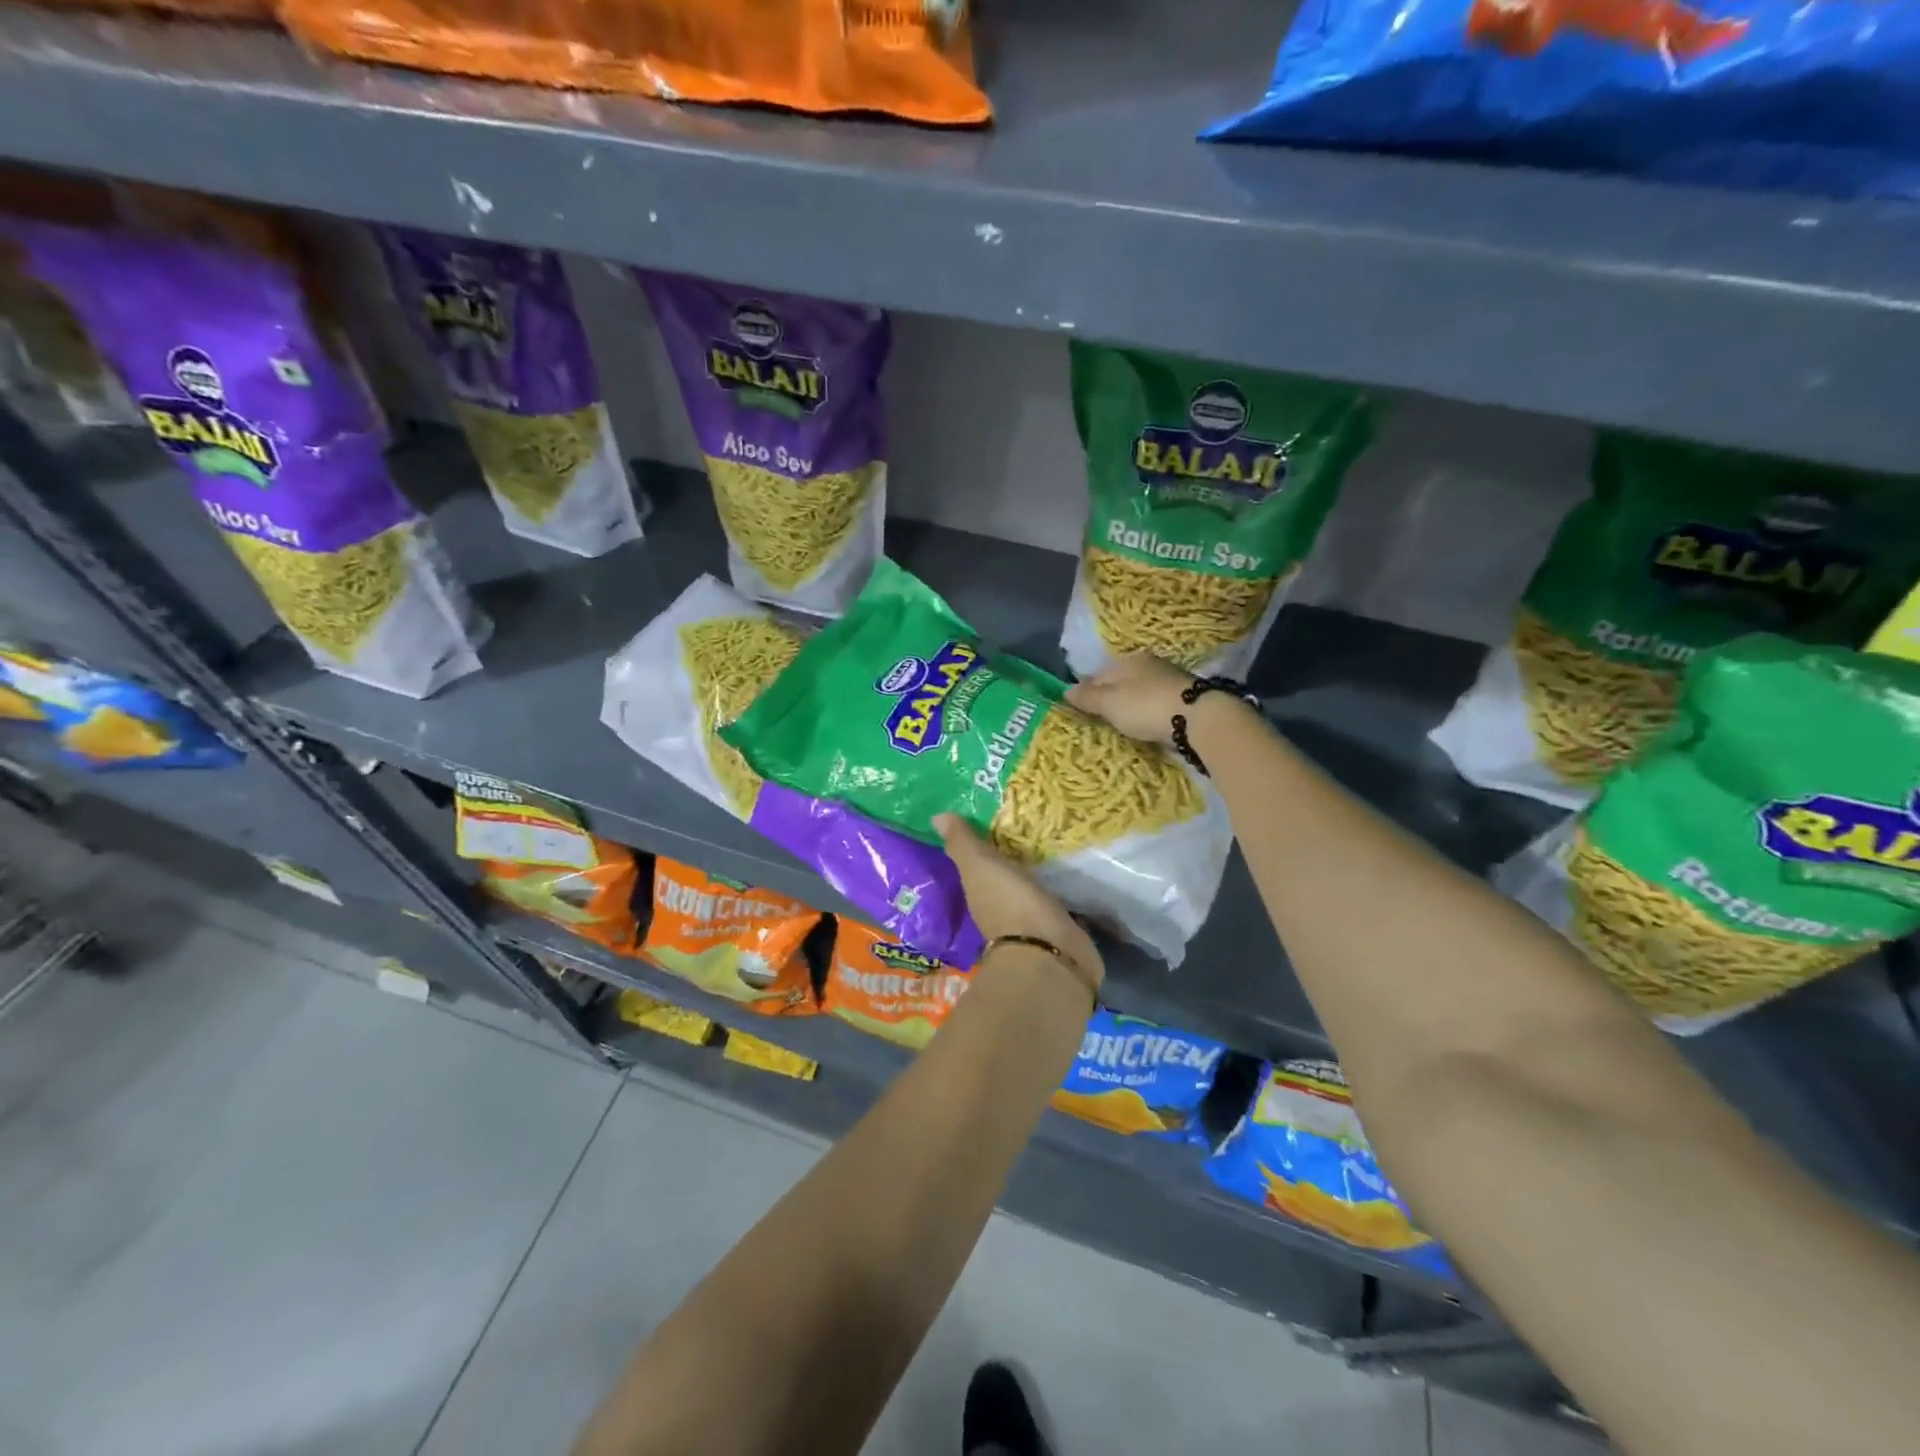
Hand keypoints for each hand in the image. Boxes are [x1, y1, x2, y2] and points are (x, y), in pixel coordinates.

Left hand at [934, 814, 1103, 997]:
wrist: (1052, 951)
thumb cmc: (1010, 905)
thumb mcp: (980, 867)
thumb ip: (963, 844)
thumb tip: (936, 815)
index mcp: (979, 892)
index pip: (977, 862)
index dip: (981, 842)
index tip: (991, 814)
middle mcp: (1001, 906)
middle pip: (1004, 873)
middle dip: (1012, 852)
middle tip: (1026, 817)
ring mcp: (1032, 918)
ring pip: (1031, 884)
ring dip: (1036, 867)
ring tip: (1052, 834)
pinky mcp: (1061, 923)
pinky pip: (1057, 895)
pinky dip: (1059, 882)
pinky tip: (1071, 864)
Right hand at [1063, 652, 1194, 745]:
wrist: (1198, 718)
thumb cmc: (1145, 706)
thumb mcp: (1109, 703)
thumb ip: (1088, 697)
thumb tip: (1065, 690)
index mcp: (1128, 660)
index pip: (1098, 674)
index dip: (1086, 691)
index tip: (1080, 709)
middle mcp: (1149, 663)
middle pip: (1121, 681)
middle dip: (1110, 697)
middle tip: (1101, 719)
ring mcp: (1169, 679)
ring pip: (1140, 691)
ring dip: (1131, 704)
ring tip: (1123, 723)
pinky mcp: (1184, 696)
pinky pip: (1156, 702)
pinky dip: (1148, 711)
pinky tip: (1146, 723)